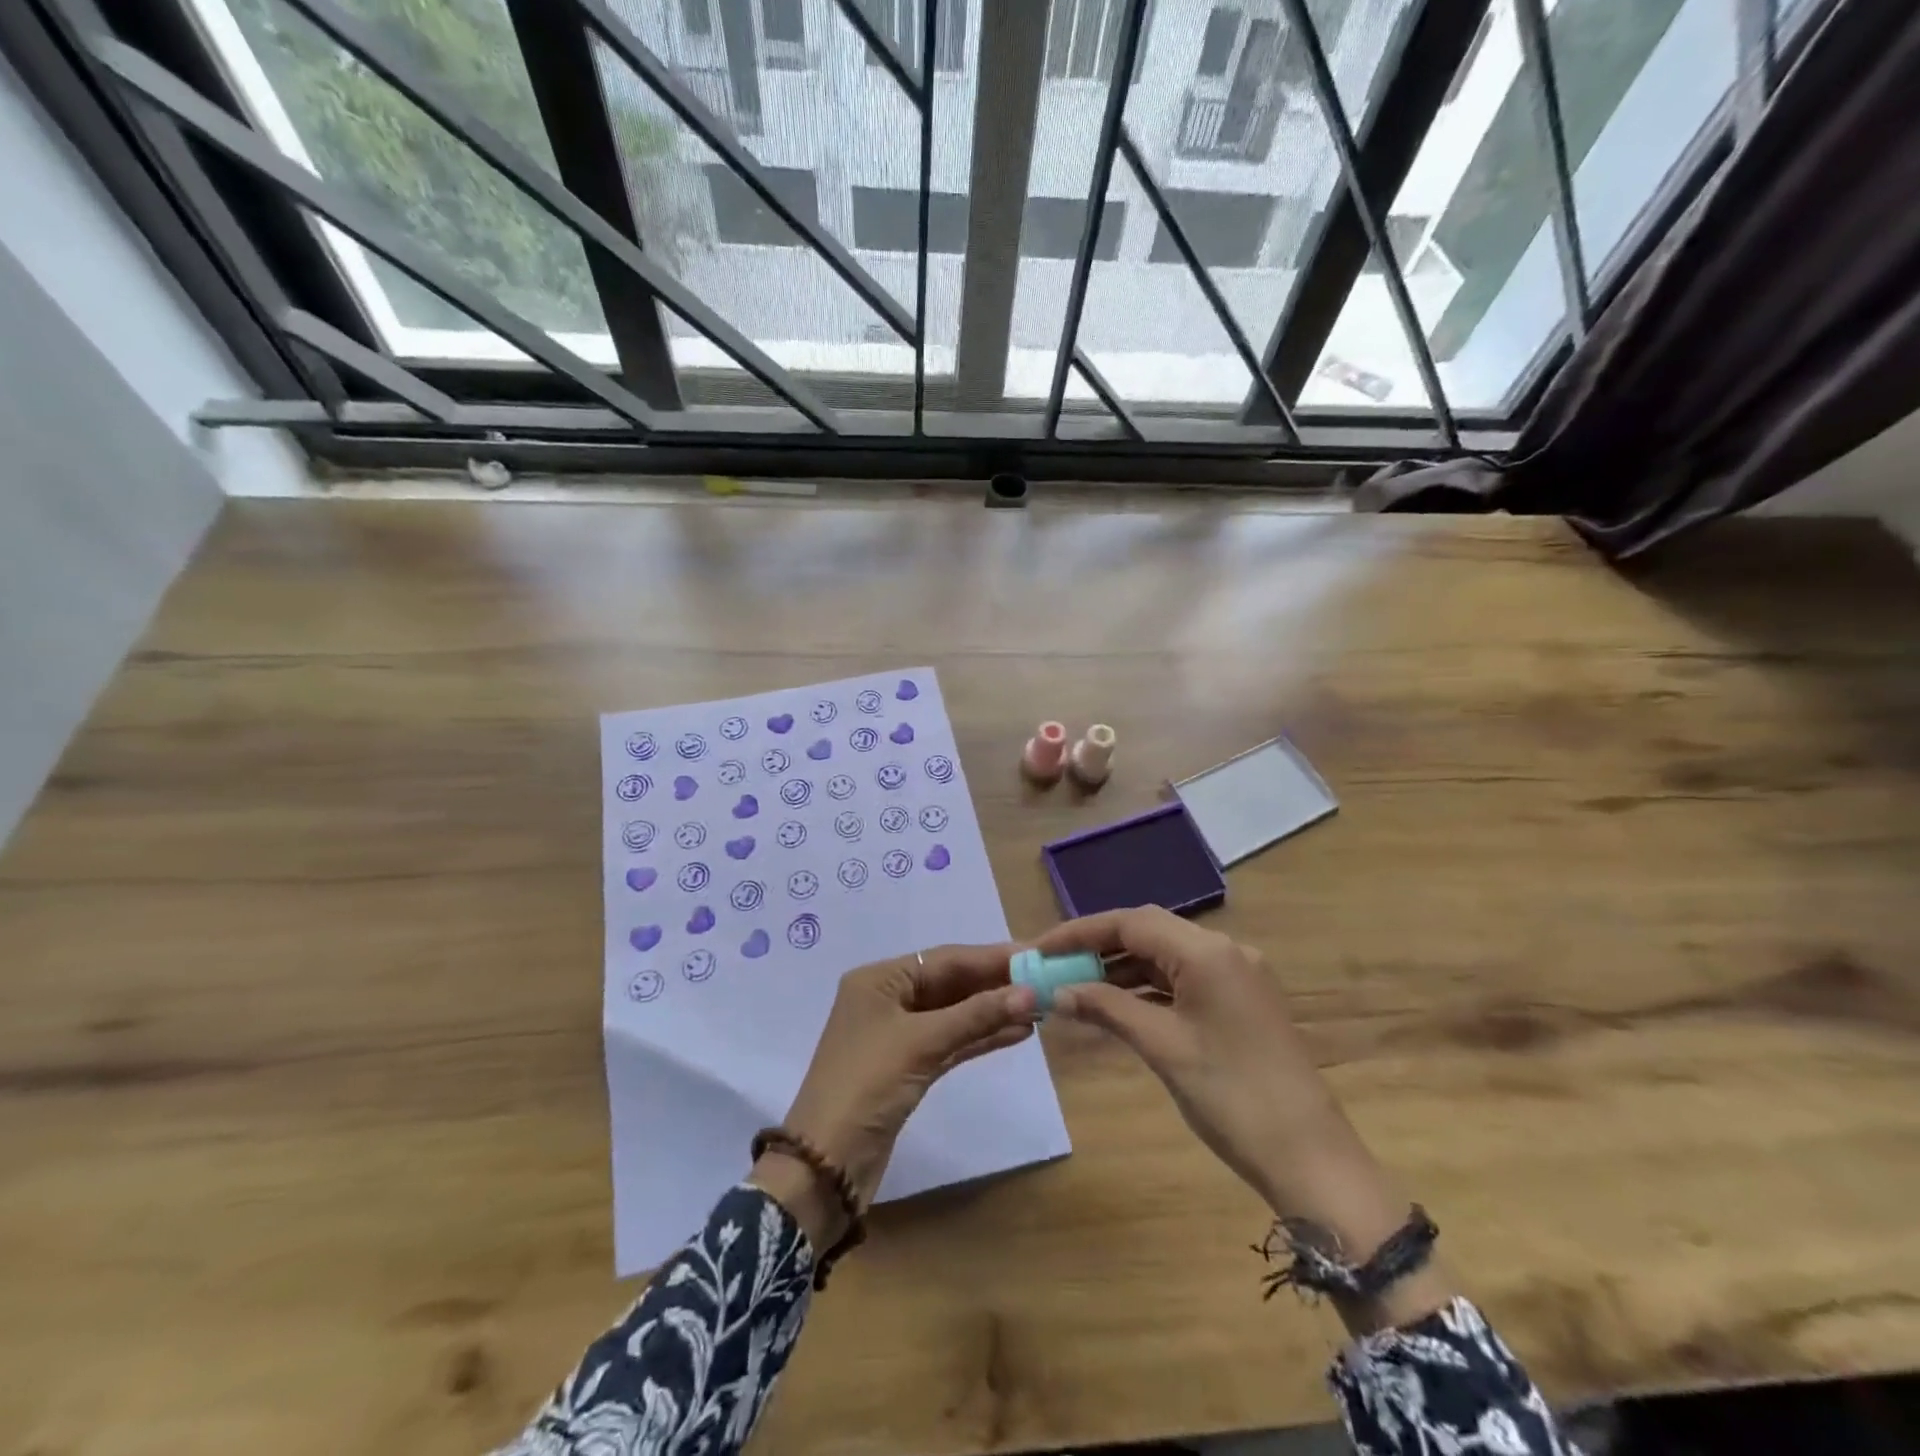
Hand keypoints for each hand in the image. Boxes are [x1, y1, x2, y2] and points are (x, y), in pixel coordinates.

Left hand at [751, 945, 1037, 1249]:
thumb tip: (1028, 992)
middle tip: (1045, 980)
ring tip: (1040, 1007)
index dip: (991, 957)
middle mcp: (888, 999)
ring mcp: (898, 1035)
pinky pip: (952, 1042)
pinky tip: (1017, 1032)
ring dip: (993, 1011)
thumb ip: (975, 1016)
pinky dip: (981, 1037)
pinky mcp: (909, 1067)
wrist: (825, 1166)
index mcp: (880, 979)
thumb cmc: (866, 1086)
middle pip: (951, 984)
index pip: (945, 959)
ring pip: (955, 1014)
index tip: (1034, 953)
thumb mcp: (921, 1044)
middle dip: (995, 984)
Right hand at [1036, 907, 1337, 1207]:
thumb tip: (1057, 991)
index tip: (1041, 949)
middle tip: (1055, 966)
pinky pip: (1183, 978)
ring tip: (1076, 986)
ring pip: (1165, 955)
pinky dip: (1147, 986)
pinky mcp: (1240, 1000)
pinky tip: (1116, 1003)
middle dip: (1098, 946)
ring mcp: (1236, 975)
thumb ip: (1107, 1008)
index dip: (1080, 932)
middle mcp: (1225, 950)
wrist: (1311, 1158)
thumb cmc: (1231, 1097)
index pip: (1131, 922)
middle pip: (1148, 931)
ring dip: (1121, 967)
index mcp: (1208, 952)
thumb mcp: (1162, 1047)